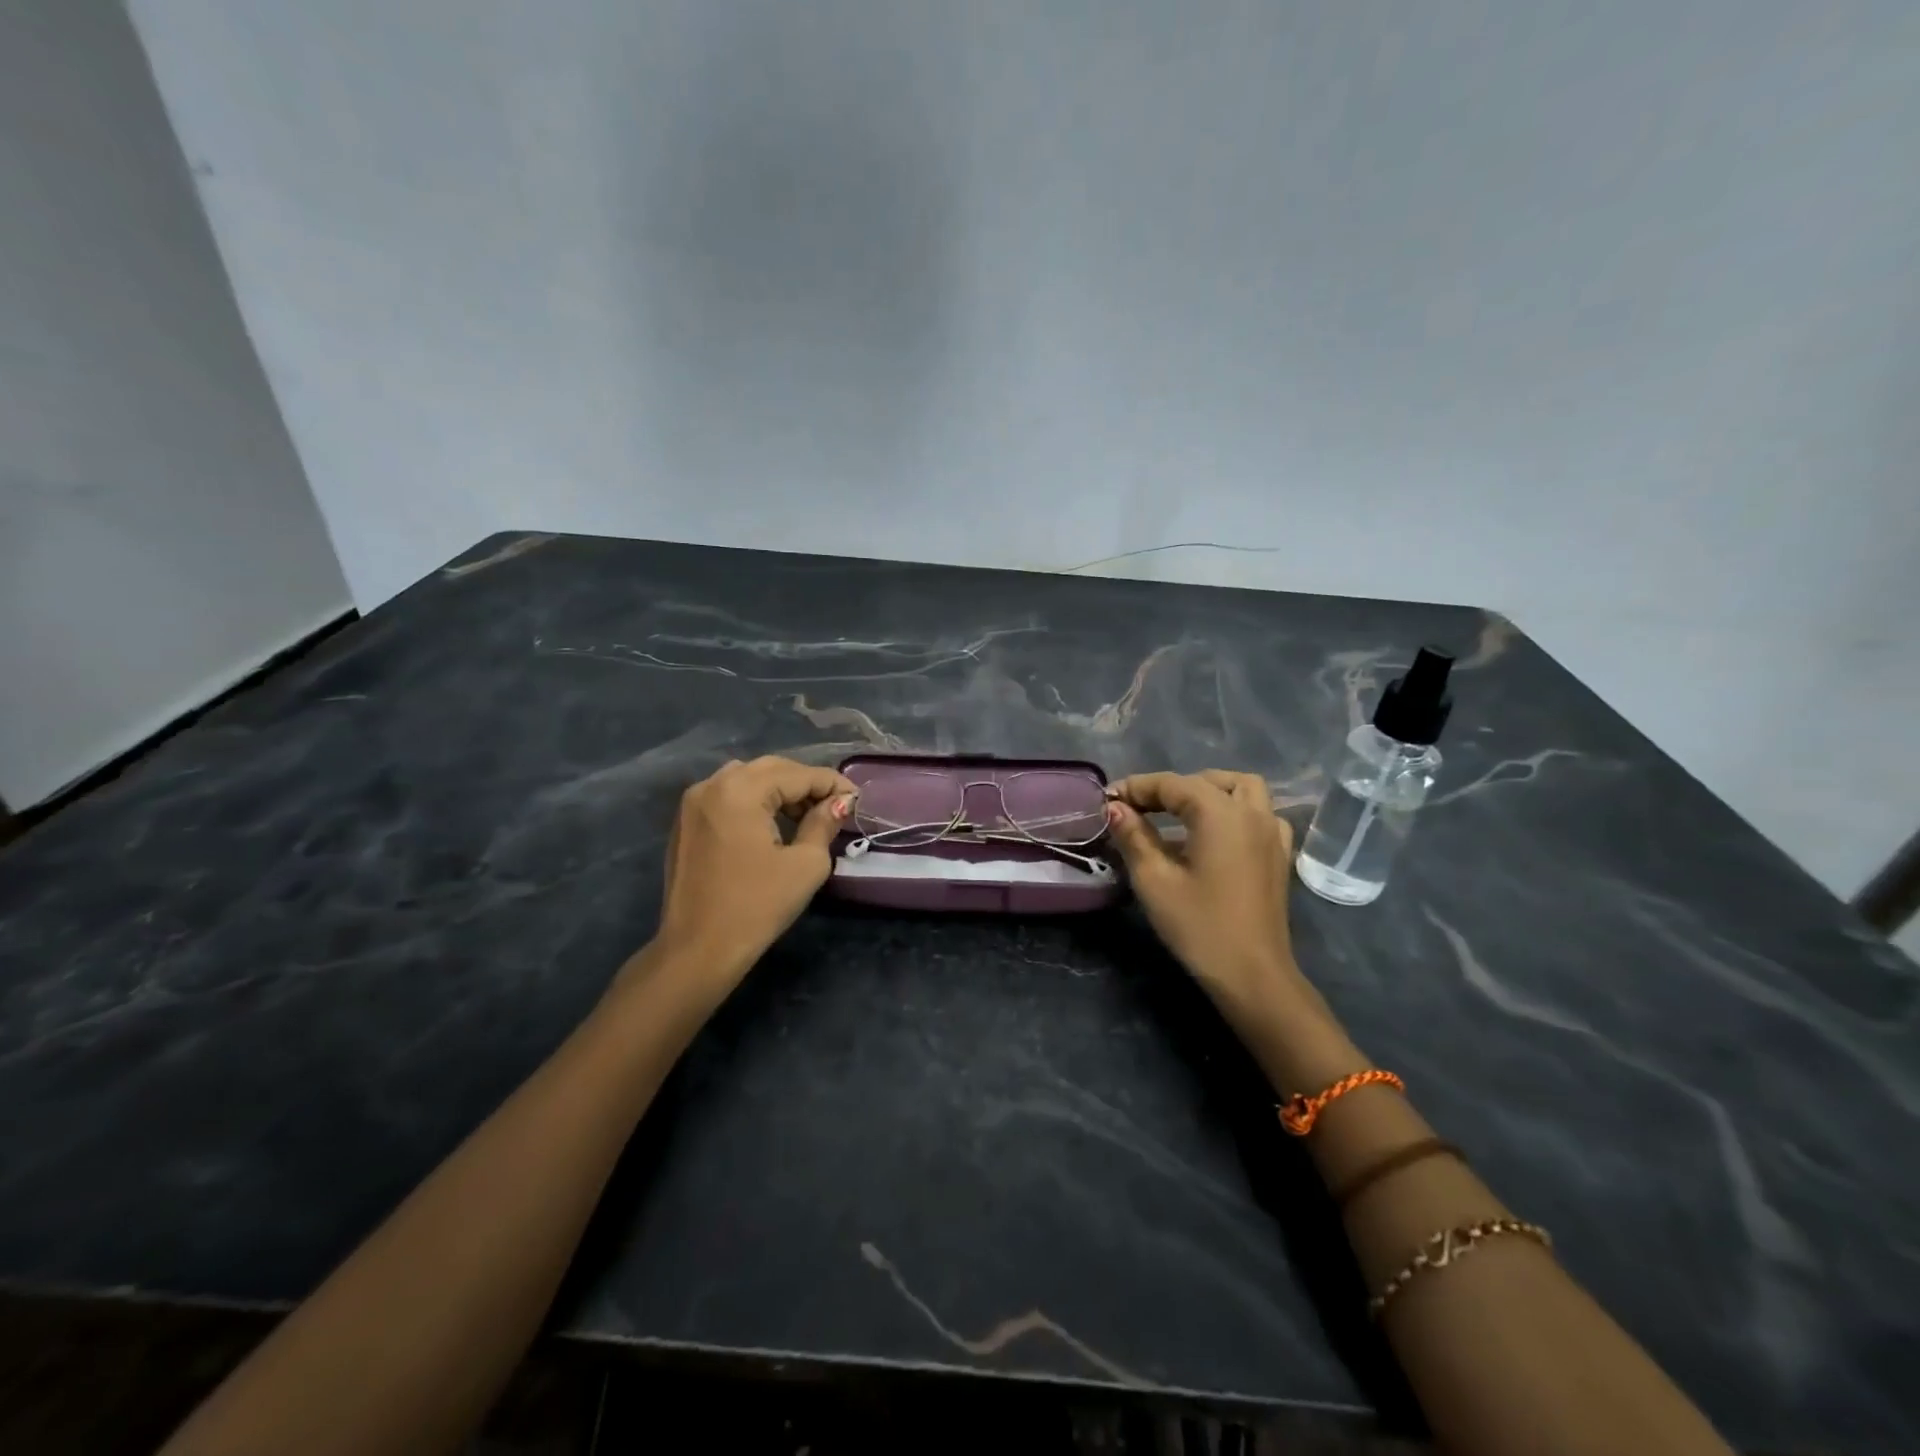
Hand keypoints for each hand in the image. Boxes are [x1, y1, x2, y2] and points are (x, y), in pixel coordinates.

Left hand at [645, 756, 855, 990]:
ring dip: (780, 790)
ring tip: (805, 816)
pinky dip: (755, 801)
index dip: (833, 784)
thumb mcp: (805, 864)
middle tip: (835, 807)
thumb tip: (839, 804)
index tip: (857, 800)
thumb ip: (823, 823)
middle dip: (806, 784)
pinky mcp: (686, 822)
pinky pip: (727, 796)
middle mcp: (712, 785)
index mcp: (740, 790)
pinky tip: (772, 825)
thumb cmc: (757, 906)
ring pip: (747, 778)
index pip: (798, 774)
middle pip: (771, 769)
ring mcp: (693, 802)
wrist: (698, 950)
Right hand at [1105, 771, 1327, 1025]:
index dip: (1136, 788)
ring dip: (1208, 791)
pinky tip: (1216, 834)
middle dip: (1169, 788)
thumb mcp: (1154, 880)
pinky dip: (1236, 810)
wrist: (1252, 975)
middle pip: (1206, 781)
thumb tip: (1115, 807)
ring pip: (1241, 789)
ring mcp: (1272, 832)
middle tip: (1138, 809)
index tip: (1107, 800)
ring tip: (1178, 812)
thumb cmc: (1198, 926)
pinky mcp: (1279, 855)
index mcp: (1220, 813)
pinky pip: (1260, 814)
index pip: (1171, 784)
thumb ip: (1133, 836)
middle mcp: (1252, 812)